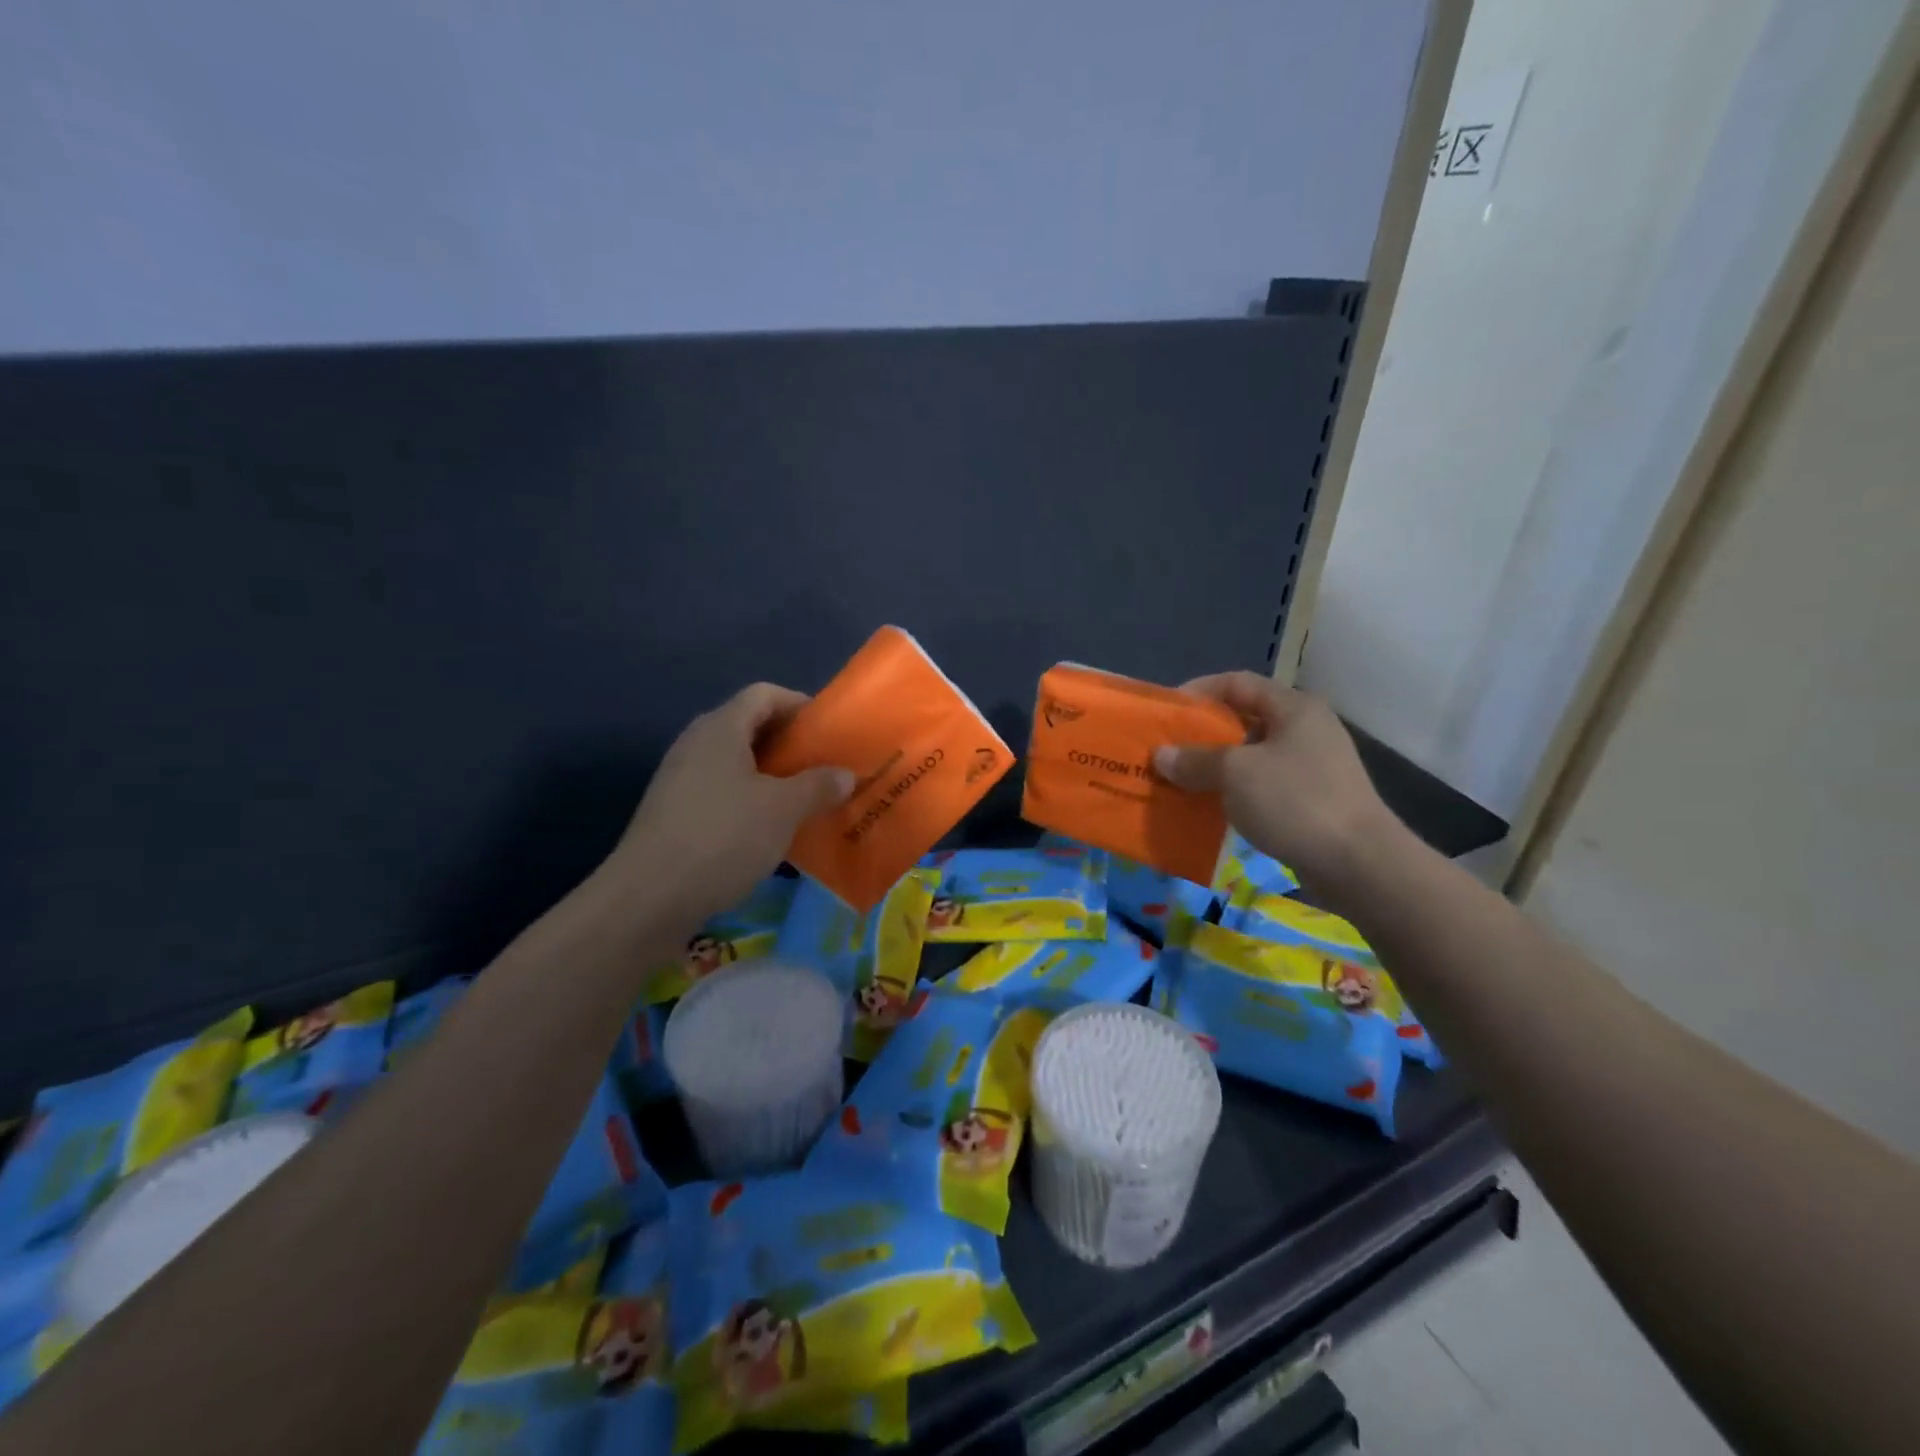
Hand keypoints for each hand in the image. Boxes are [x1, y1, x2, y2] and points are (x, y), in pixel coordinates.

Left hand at [610, 683, 852, 927]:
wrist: (648, 899)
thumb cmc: (723, 837)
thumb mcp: (784, 810)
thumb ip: (818, 786)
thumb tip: (845, 774)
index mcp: (721, 728)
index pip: (764, 694)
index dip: (799, 704)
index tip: (828, 731)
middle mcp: (696, 744)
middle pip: (748, 727)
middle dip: (788, 745)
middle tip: (822, 767)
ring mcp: (680, 779)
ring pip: (735, 763)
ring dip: (771, 777)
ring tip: (803, 800)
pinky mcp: (673, 814)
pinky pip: (721, 792)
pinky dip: (749, 802)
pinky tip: (769, 831)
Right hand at [1151, 672, 1405, 897]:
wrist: (1359, 864)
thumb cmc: (1295, 801)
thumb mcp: (1235, 773)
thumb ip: (1194, 760)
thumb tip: (1161, 755)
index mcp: (1293, 708)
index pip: (1237, 682)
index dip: (1198, 691)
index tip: (1167, 712)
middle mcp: (1305, 730)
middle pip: (1243, 719)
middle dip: (1202, 735)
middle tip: (1168, 750)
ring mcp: (1312, 766)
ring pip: (1251, 756)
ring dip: (1215, 767)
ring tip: (1181, 781)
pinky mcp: (1312, 800)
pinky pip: (1262, 786)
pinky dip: (1234, 792)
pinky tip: (1210, 808)